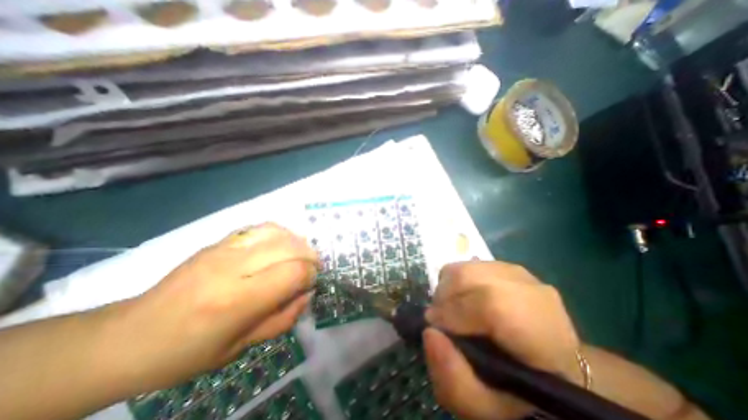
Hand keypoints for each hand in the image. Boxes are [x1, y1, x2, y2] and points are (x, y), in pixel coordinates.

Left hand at [113, 222, 317, 389]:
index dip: (311, 274)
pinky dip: (280, 233)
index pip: (293, 273)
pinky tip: (282, 245)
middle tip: (313, 268)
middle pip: (289, 247)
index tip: (312, 282)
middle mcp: (232, 267)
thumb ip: (284, 318)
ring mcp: (224, 248)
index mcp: (237, 301)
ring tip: (301, 254)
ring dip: (297, 242)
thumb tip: (308, 293)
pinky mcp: (219, 241)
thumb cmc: (188, 352)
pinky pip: (260, 227)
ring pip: (277, 232)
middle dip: (310, 256)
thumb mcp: (242, 347)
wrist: (129, 336)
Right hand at [423, 261, 579, 417]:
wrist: (550, 365)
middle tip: (440, 319)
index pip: (492, 305)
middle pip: (471, 276)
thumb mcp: (487, 409)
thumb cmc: (520, 391)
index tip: (434, 327)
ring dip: (447, 287)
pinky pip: (469, 265)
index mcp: (543, 334)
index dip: (454, 312)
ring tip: (449, 309)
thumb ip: (455, 382)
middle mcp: (534, 292)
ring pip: (466, 267)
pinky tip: (462, 299)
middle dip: (443, 297)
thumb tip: (430, 332)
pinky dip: (456, 280)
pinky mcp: (506, 266)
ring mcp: (520, 274)